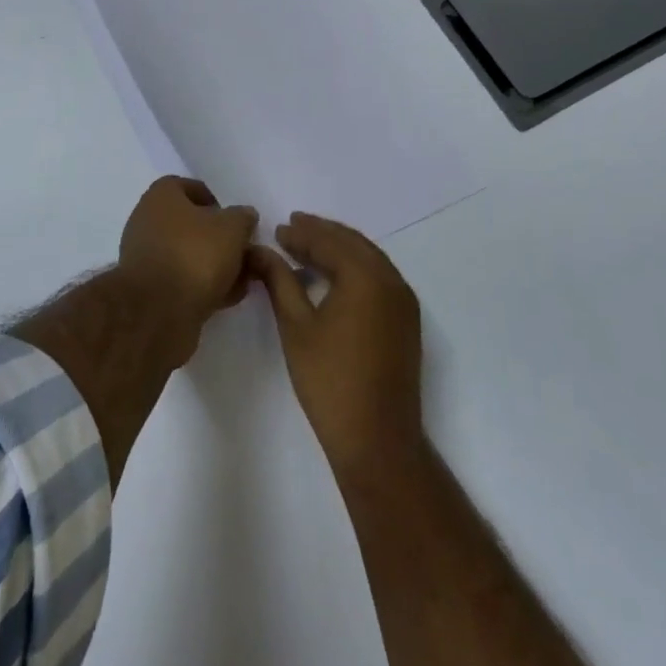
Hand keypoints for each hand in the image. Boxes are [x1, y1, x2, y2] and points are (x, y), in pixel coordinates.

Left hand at [117, 176, 258, 323]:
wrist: (158, 311)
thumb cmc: (195, 255)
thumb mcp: (232, 229)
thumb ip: (242, 218)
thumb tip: (244, 215)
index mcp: (161, 196)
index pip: (188, 186)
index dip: (215, 200)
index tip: (235, 219)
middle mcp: (146, 220)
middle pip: (189, 223)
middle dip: (219, 238)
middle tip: (243, 251)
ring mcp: (145, 256)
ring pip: (187, 254)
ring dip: (214, 265)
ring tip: (242, 280)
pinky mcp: (148, 288)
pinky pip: (181, 279)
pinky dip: (202, 285)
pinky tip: (225, 298)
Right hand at [250, 213, 424, 481]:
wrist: (377, 439)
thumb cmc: (330, 380)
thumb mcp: (295, 326)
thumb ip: (278, 280)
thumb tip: (259, 250)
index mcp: (365, 277)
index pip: (329, 242)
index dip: (301, 234)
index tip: (277, 229)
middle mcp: (391, 281)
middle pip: (353, 243)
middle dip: (322, 233)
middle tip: (293, 226)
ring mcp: (403, 301)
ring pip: (369, 258)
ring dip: (339, 248)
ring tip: (309, 245)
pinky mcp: (406, 321)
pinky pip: (379, 276)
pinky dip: (355, 267)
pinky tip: (334, 275)